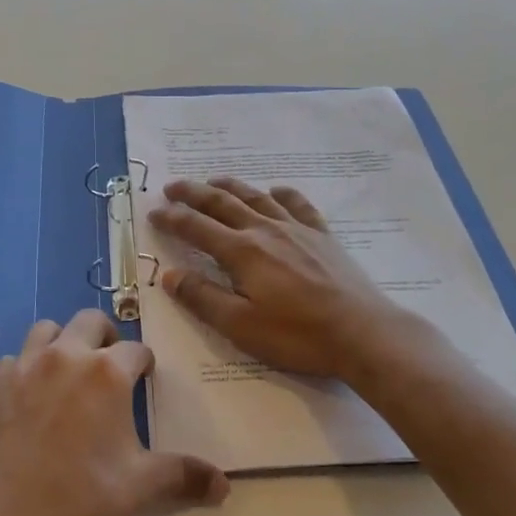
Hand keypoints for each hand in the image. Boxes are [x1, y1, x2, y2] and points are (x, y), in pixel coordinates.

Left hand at [0, 309, 228, 515]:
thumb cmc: (82, 503)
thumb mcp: (141, 487)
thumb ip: (184, 475)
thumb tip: (223, 485)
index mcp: (108, 372)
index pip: (136, 350)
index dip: (145, 365)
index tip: (146, 381)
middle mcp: (67, 355)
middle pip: (91, 320)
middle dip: (106, 337)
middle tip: (111, 368)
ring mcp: (28, 366)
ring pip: (48, 329)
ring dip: (64, 341)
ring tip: (72, 371)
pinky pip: (16, 358)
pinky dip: (28, 366)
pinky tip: (34, 394)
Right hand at [147, 178, 410, 381]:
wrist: (362, 332)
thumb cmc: (297, 335)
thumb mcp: (240, 325)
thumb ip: (202, 297)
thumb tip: (169, 275)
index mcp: (241, 252)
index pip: (196, 228)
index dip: (172, 218)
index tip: (153, 212)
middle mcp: (265, 230)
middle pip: (222, 203)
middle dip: (194, 193)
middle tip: (172, 186)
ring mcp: (297, 229)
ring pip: (256, 198)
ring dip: (231, 187)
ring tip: (214, 181)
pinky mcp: (322, 236)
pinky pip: (298, 205)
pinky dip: (282, 194)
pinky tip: (275, 191)